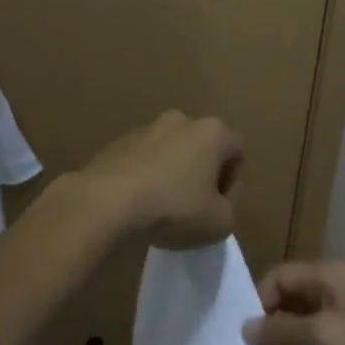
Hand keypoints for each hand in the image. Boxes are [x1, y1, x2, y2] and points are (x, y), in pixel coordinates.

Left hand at [73, 110, 242, 250]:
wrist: (107, 202)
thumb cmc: (174, 208)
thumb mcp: (219, 223)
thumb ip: (229, 210)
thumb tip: (217, 204)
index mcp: (212, 131)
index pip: (237, 151)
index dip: (233, 183)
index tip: (220, 208)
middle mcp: (181, 120)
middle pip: (202, 147)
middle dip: (202, 174)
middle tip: (195, 208)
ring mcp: (146, 128)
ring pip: (171, 152)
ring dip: (173, 174)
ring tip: (162, 209)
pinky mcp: (118, 142)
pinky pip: (143, 160)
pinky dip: (146, 177)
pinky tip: (138, 205)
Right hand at [242, 260, 344, 344]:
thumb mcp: (321, 336)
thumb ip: (281, 331)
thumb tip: (247, 328)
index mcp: (329, 273)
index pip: (280, 275)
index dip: (261, 300)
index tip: (252, 334)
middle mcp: (339, 284)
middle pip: (294, 296)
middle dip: (276, 324)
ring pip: (310, 320)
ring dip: (294, 342)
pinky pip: (328, 337)